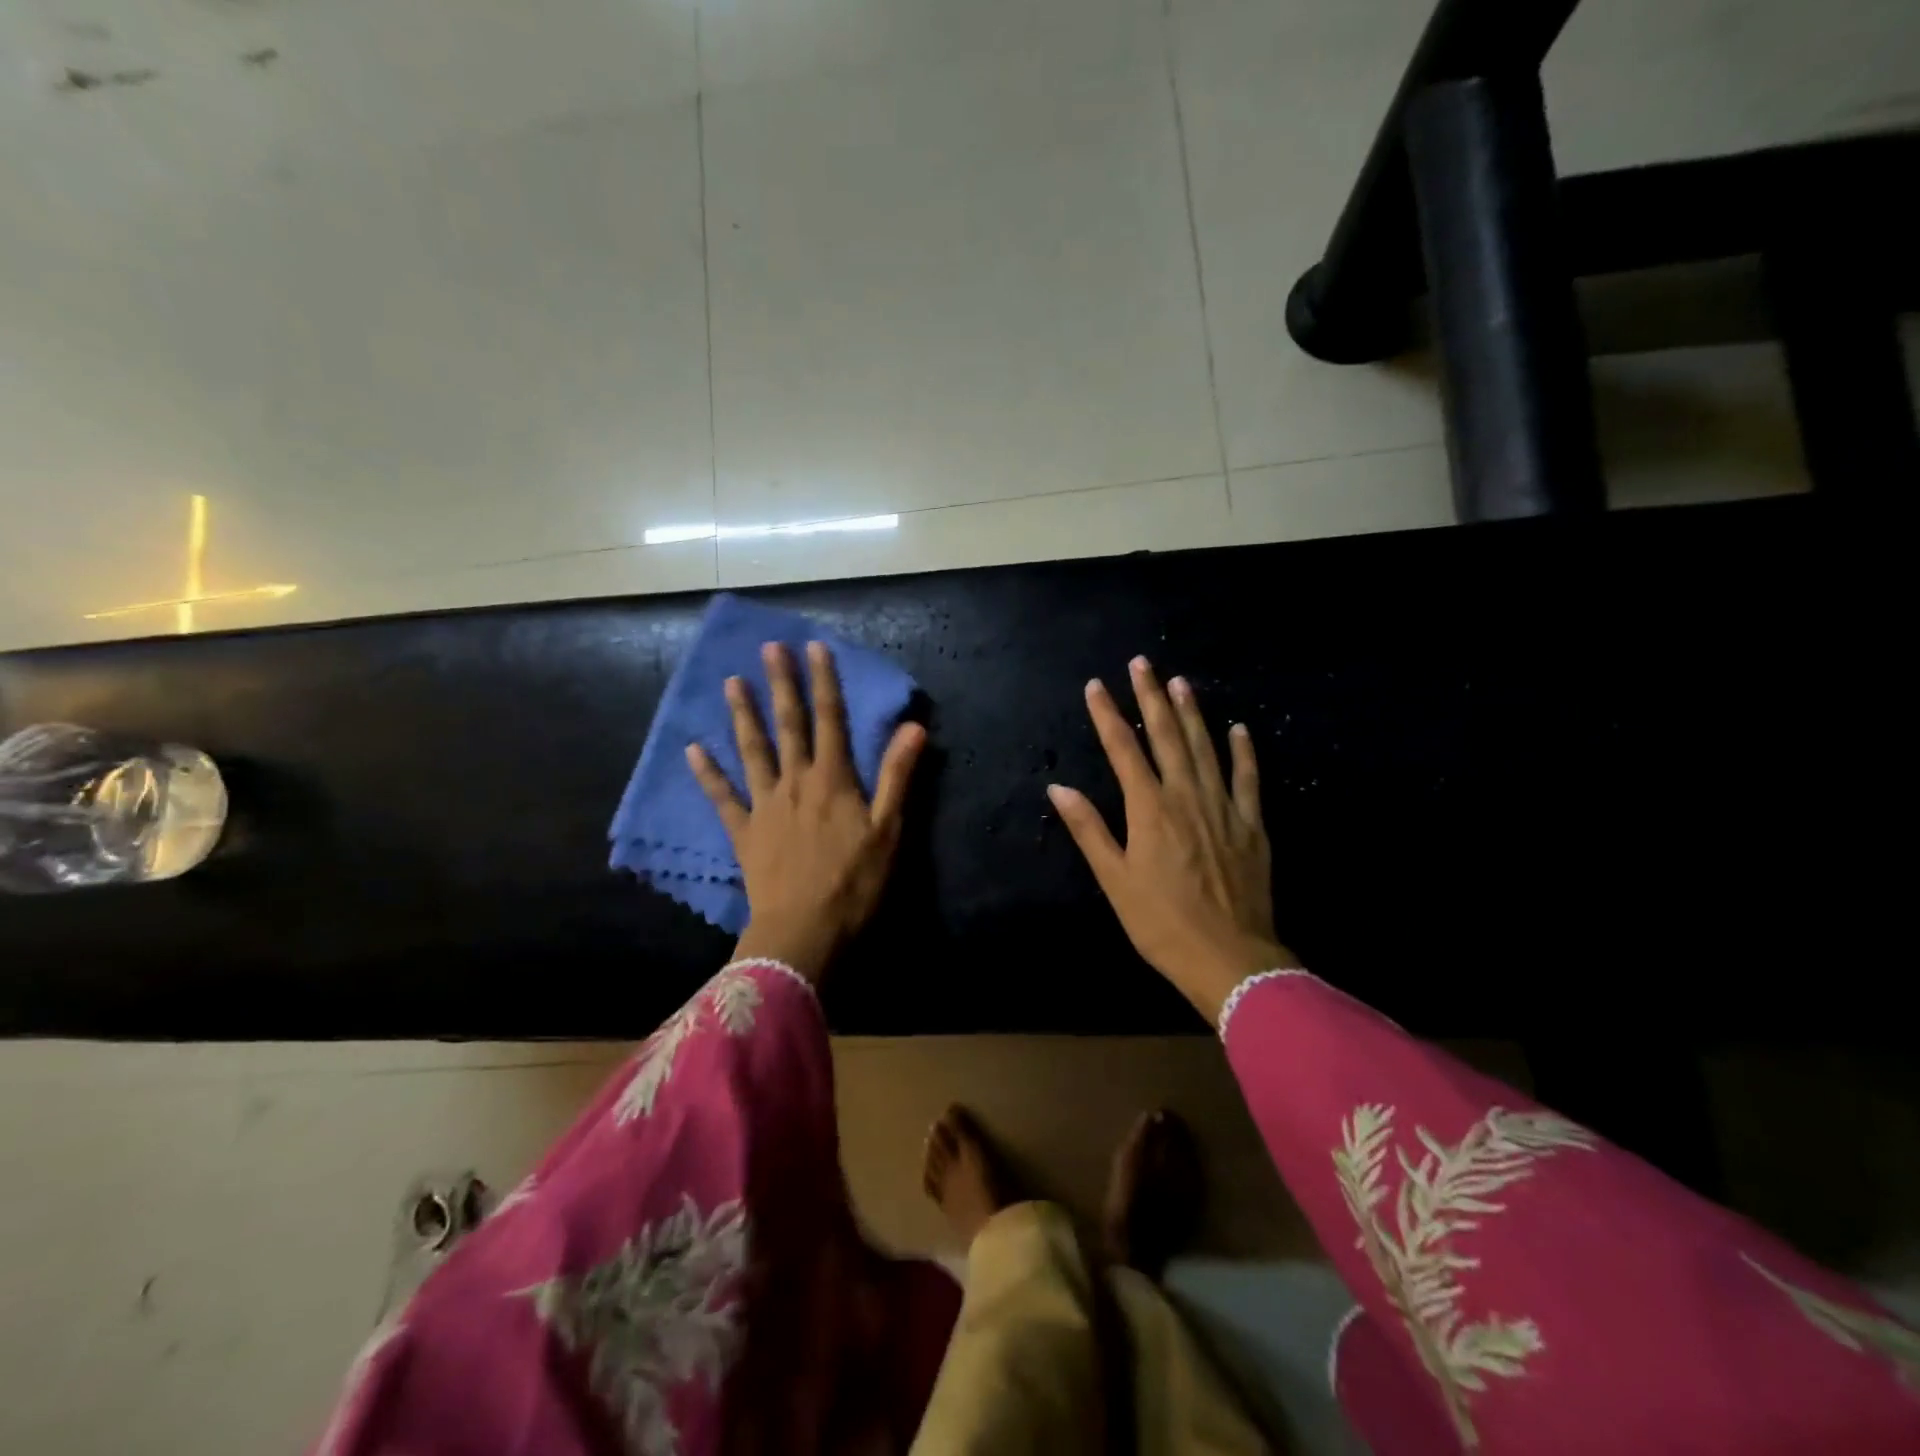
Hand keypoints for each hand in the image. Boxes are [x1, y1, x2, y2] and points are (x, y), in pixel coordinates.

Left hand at [687, 640, 925, 982]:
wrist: (804, 931)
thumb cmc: (854, 883)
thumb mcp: (888, 830)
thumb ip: (898, 776)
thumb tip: (914, 726)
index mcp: (833, 780)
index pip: (830, 719)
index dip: (824, 681)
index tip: (814, 646)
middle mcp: (795, 782)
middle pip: (788, 725)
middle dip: (781, 684)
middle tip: (769, 648)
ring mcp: (764, 805)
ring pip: (752, 751)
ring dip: (743, 715)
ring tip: (731, 682)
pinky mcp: (744, 832)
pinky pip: (722, 797)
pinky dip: (708, 773)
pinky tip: (693, 749)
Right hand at [1048, 656, 1299, 1023]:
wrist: (1230, 958)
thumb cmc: (1161, 923)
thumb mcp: (1115, 880)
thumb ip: (1088, 829)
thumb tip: (1058, 787)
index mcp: (1150, 809)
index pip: (1123, 749)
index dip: (1107, 715)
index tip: (1095, 685)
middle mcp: (1187, 796)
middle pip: (1166, 736)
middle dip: (1151, 697)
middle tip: (1142, 663)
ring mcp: (1224, 807)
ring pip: (1206, 747)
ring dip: (1192, 712)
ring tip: (1181, 681)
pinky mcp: (1253, 825)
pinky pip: (1249, 778)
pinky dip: (1244, 751)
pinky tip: (1239, 728)